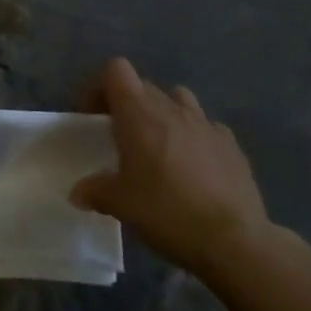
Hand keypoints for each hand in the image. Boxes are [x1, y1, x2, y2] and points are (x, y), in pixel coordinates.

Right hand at [70, 58, 279, 275]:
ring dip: (164, 113)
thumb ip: (95, 191)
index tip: (93, 117)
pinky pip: (207, 127)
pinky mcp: (231, 144)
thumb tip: (77, 192)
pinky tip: (195, 166)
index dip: (100, 87)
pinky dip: (195, 137)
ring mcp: (206, 123)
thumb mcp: (120, 204)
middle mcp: (171, 108)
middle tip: (121, 140)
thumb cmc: (166, 212)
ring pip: (178, 99)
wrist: (233, 240)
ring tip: (159, 146)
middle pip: (143, 86)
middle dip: (128, 105)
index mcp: (139, 113)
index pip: (116, 71)